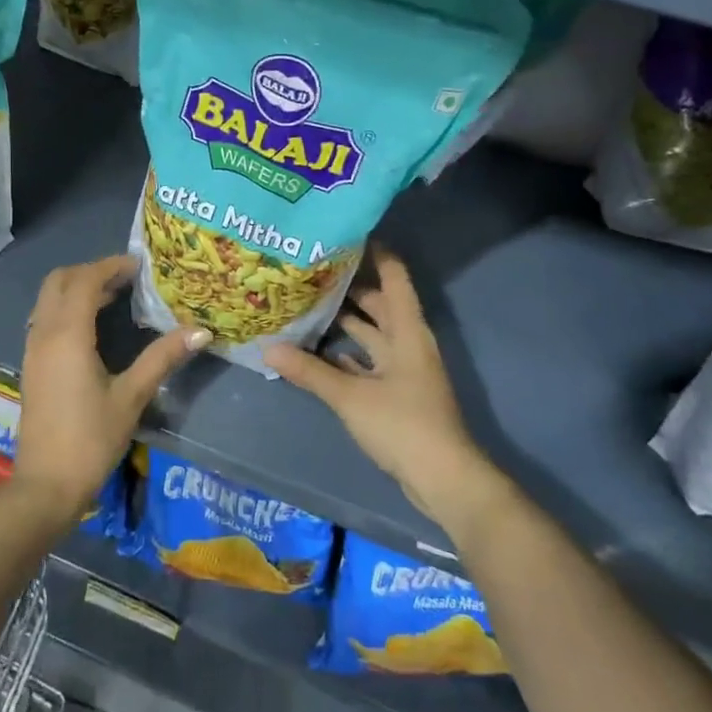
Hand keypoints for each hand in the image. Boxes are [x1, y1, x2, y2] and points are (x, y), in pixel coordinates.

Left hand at [15, 254, 209, 520]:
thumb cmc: (91, 439)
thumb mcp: (132, 396)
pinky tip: (93, 327)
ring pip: (49, 300)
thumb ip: (162, 358)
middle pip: (59, 281)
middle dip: (91, 271)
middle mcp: (44, 334)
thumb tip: (201, 330)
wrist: (46, 485)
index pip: (85, 281)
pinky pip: (46, 319)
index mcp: (68, 335)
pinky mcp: (31, 366)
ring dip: (77, 289)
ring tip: (115, 297)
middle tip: (126, 278)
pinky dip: (67, 308)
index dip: (111, 266)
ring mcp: (33, 350)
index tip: (140, 265)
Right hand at [267, 249, 501, 530]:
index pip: (394, 277)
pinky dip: (346, 354)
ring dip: (345, 321)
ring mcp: (403, 369)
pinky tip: (318, 350)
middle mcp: (407, 342)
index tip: (346, 232)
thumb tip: (268, 347)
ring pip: (371, 334)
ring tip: (306, 303)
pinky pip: (367, 361)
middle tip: (310, 269)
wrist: (443, 478)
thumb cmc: (403, 425)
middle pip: (379, 303)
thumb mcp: (351, 396)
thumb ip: (310, 372)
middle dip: (349, 286)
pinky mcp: (396, 393)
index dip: (376, 252)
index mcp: (406, 330)